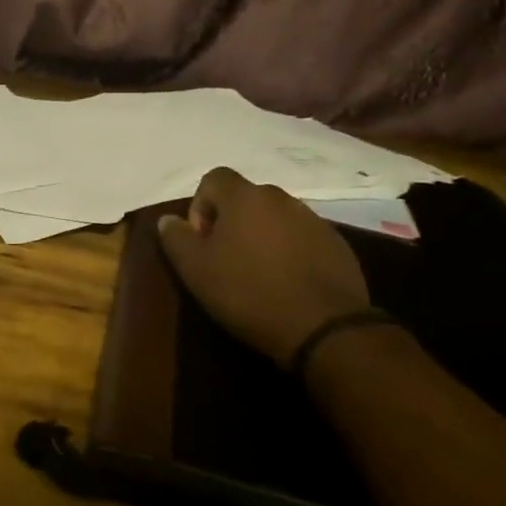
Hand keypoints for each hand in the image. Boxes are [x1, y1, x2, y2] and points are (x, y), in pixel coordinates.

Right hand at [156, 167, 371, 362]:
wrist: (323, 327)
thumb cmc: (248, 292)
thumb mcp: (196, 270)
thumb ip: (176, 238)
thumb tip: (168, 219)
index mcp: (244, 197)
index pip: (213, 178)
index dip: (200, 206)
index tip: (202, 242)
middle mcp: (281, 198)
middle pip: (246, 199)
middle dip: (231, 223)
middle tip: (226, 261)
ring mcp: (314, 220)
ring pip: (275, 219)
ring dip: (262, 237)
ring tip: (258, 275)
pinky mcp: (337, 245)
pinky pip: (302, 239)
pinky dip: (290, 253)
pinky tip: (287, 284)